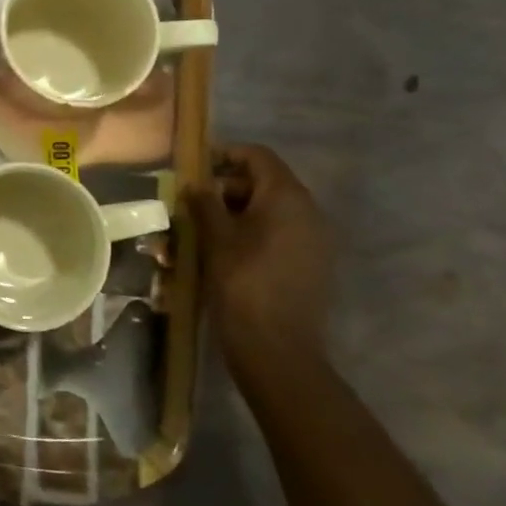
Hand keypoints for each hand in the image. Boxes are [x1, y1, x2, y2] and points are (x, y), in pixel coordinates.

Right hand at [191, 143, 333, 375]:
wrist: (278, 350)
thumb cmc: (242, 284)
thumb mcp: (214, 239)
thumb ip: (203, 202)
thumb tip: (194, 183)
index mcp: (287, 197)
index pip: (258, 156)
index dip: (225, 155)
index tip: (194, 169)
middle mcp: (309, 211)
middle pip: (264, 182)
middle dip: (226, 188)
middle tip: (192, 205)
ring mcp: (314, 240)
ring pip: (270, 210)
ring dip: (236, 213)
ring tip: (202, 231)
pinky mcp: (311, 264)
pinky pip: (279, 234)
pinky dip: (252, 234)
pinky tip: (224, 253)